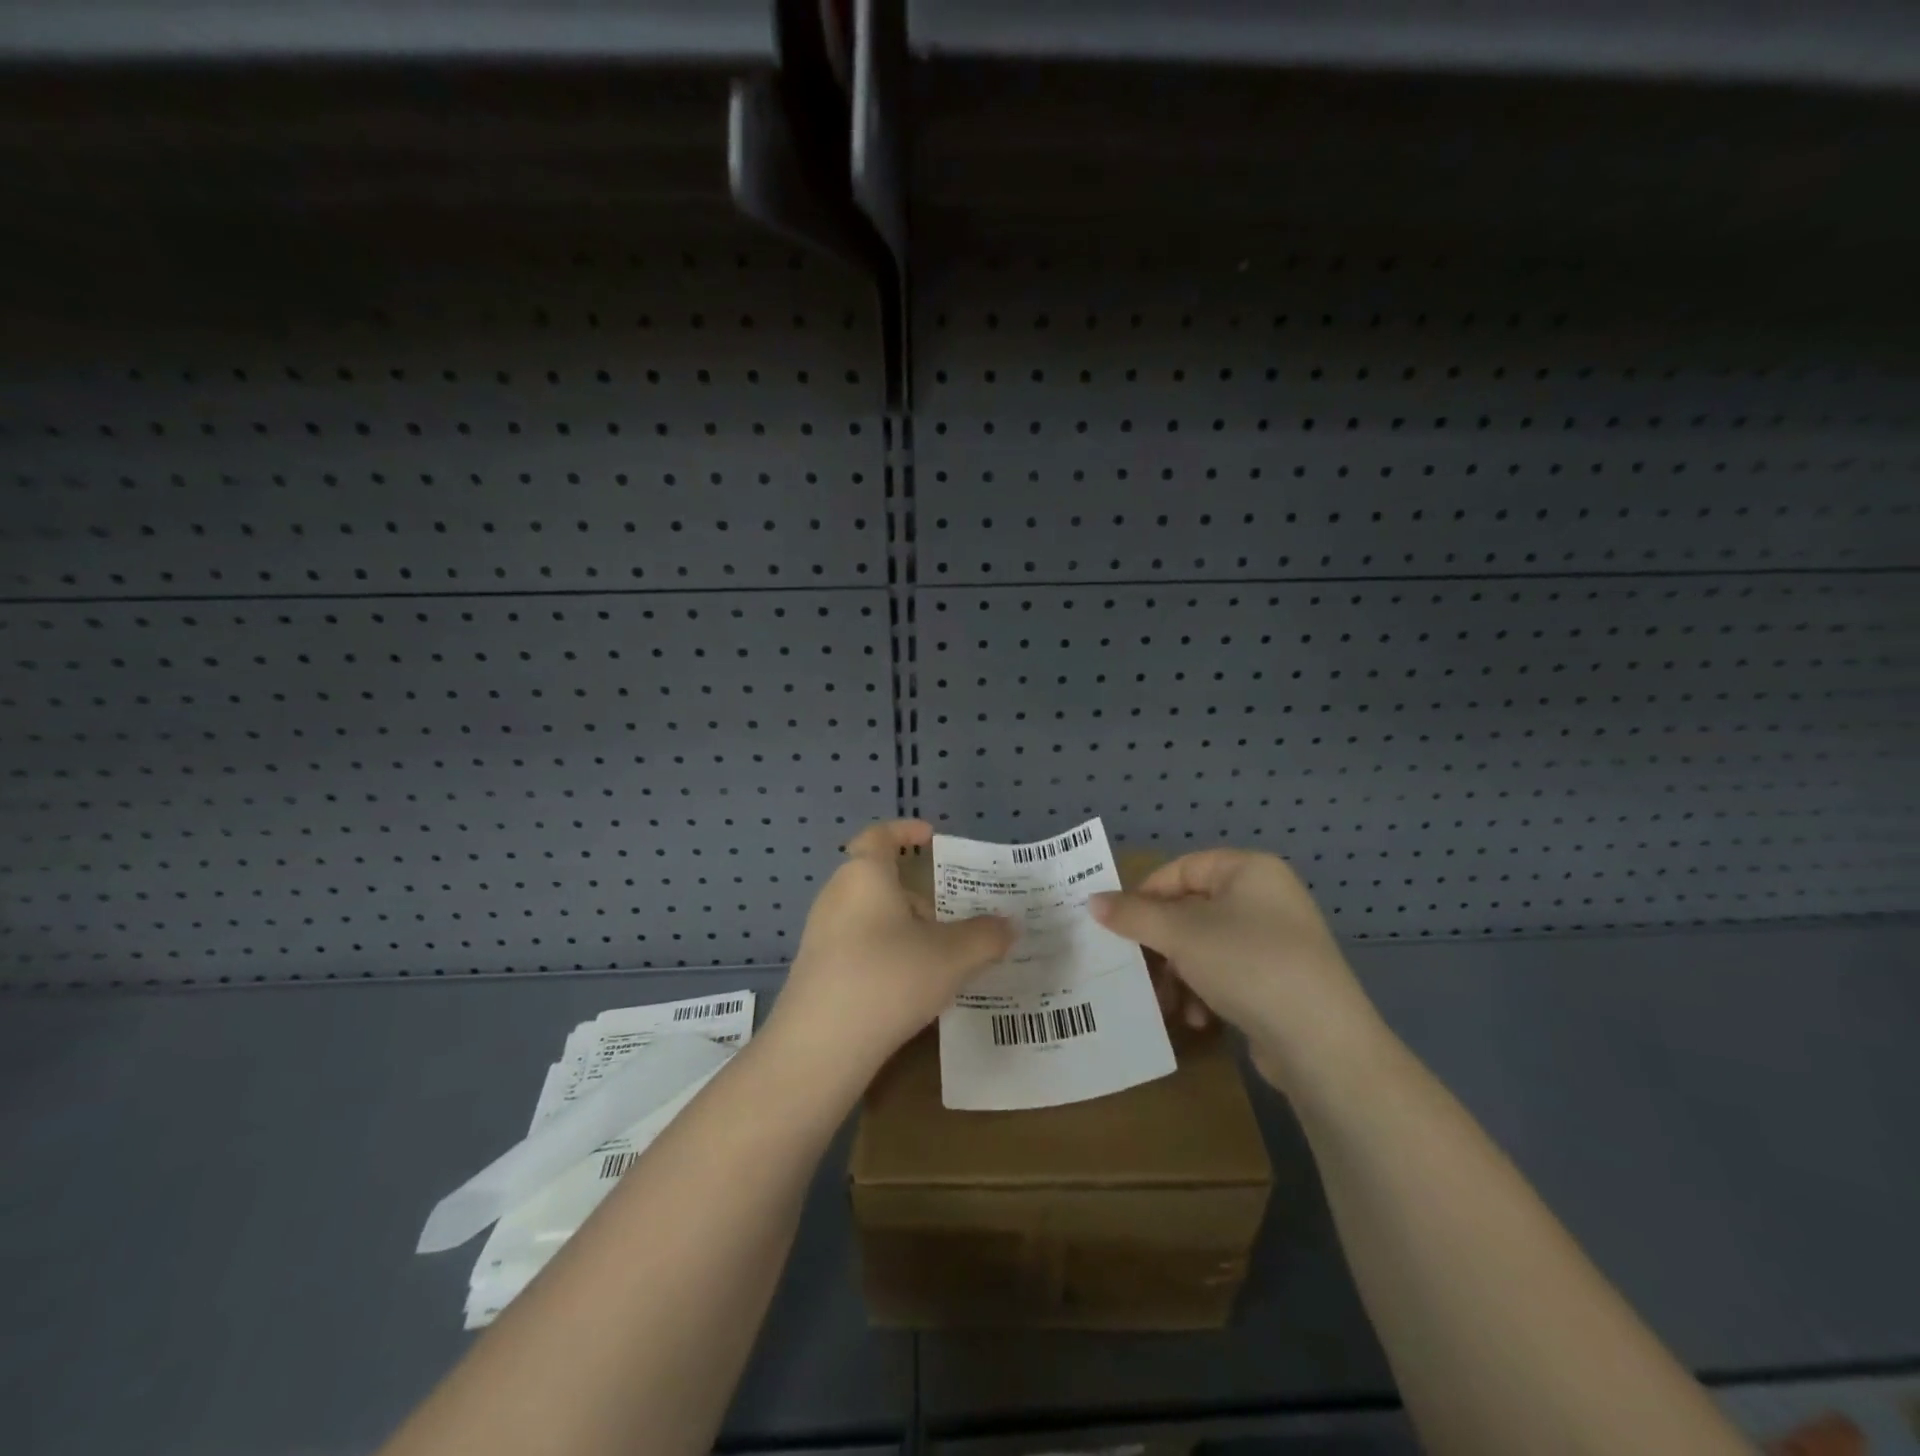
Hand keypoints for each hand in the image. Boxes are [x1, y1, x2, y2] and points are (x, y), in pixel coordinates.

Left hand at [769, 820, 1013, 1085]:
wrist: (820, 1046)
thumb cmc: (889, 978)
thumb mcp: (952, 956)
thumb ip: (986, 936)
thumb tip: (1010, 926)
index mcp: (865, 874)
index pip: (880, 835)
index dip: (905, 830)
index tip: (930, 836)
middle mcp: (837, 895)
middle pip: (877, 879)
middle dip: (915, 892)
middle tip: (949, 911)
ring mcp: (820, 934)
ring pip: (869, 915)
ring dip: (902, 926)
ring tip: (937, 955)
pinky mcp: (815, 969)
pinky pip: (856, 946)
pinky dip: (884, 953)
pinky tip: (908, 987)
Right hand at [1090, 849, 1381, 1092]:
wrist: (1322, 1043)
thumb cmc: (1247, 964)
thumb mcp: (1181, 934)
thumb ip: (1133, 914)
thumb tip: (1092, 901)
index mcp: (1249, 870)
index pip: (1181, 869)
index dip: (1145, 894)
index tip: (1118, 926)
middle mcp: (1266, 897)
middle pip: (1190, 911)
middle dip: (1161, 945)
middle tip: (1138, 969)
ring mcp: (1276, 941)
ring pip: (1204, 946)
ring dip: (1178, 975)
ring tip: (1169, 1004)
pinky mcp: (1280, 981)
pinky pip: (1227, 974)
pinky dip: (1205, 993)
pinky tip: (1200, 1021)